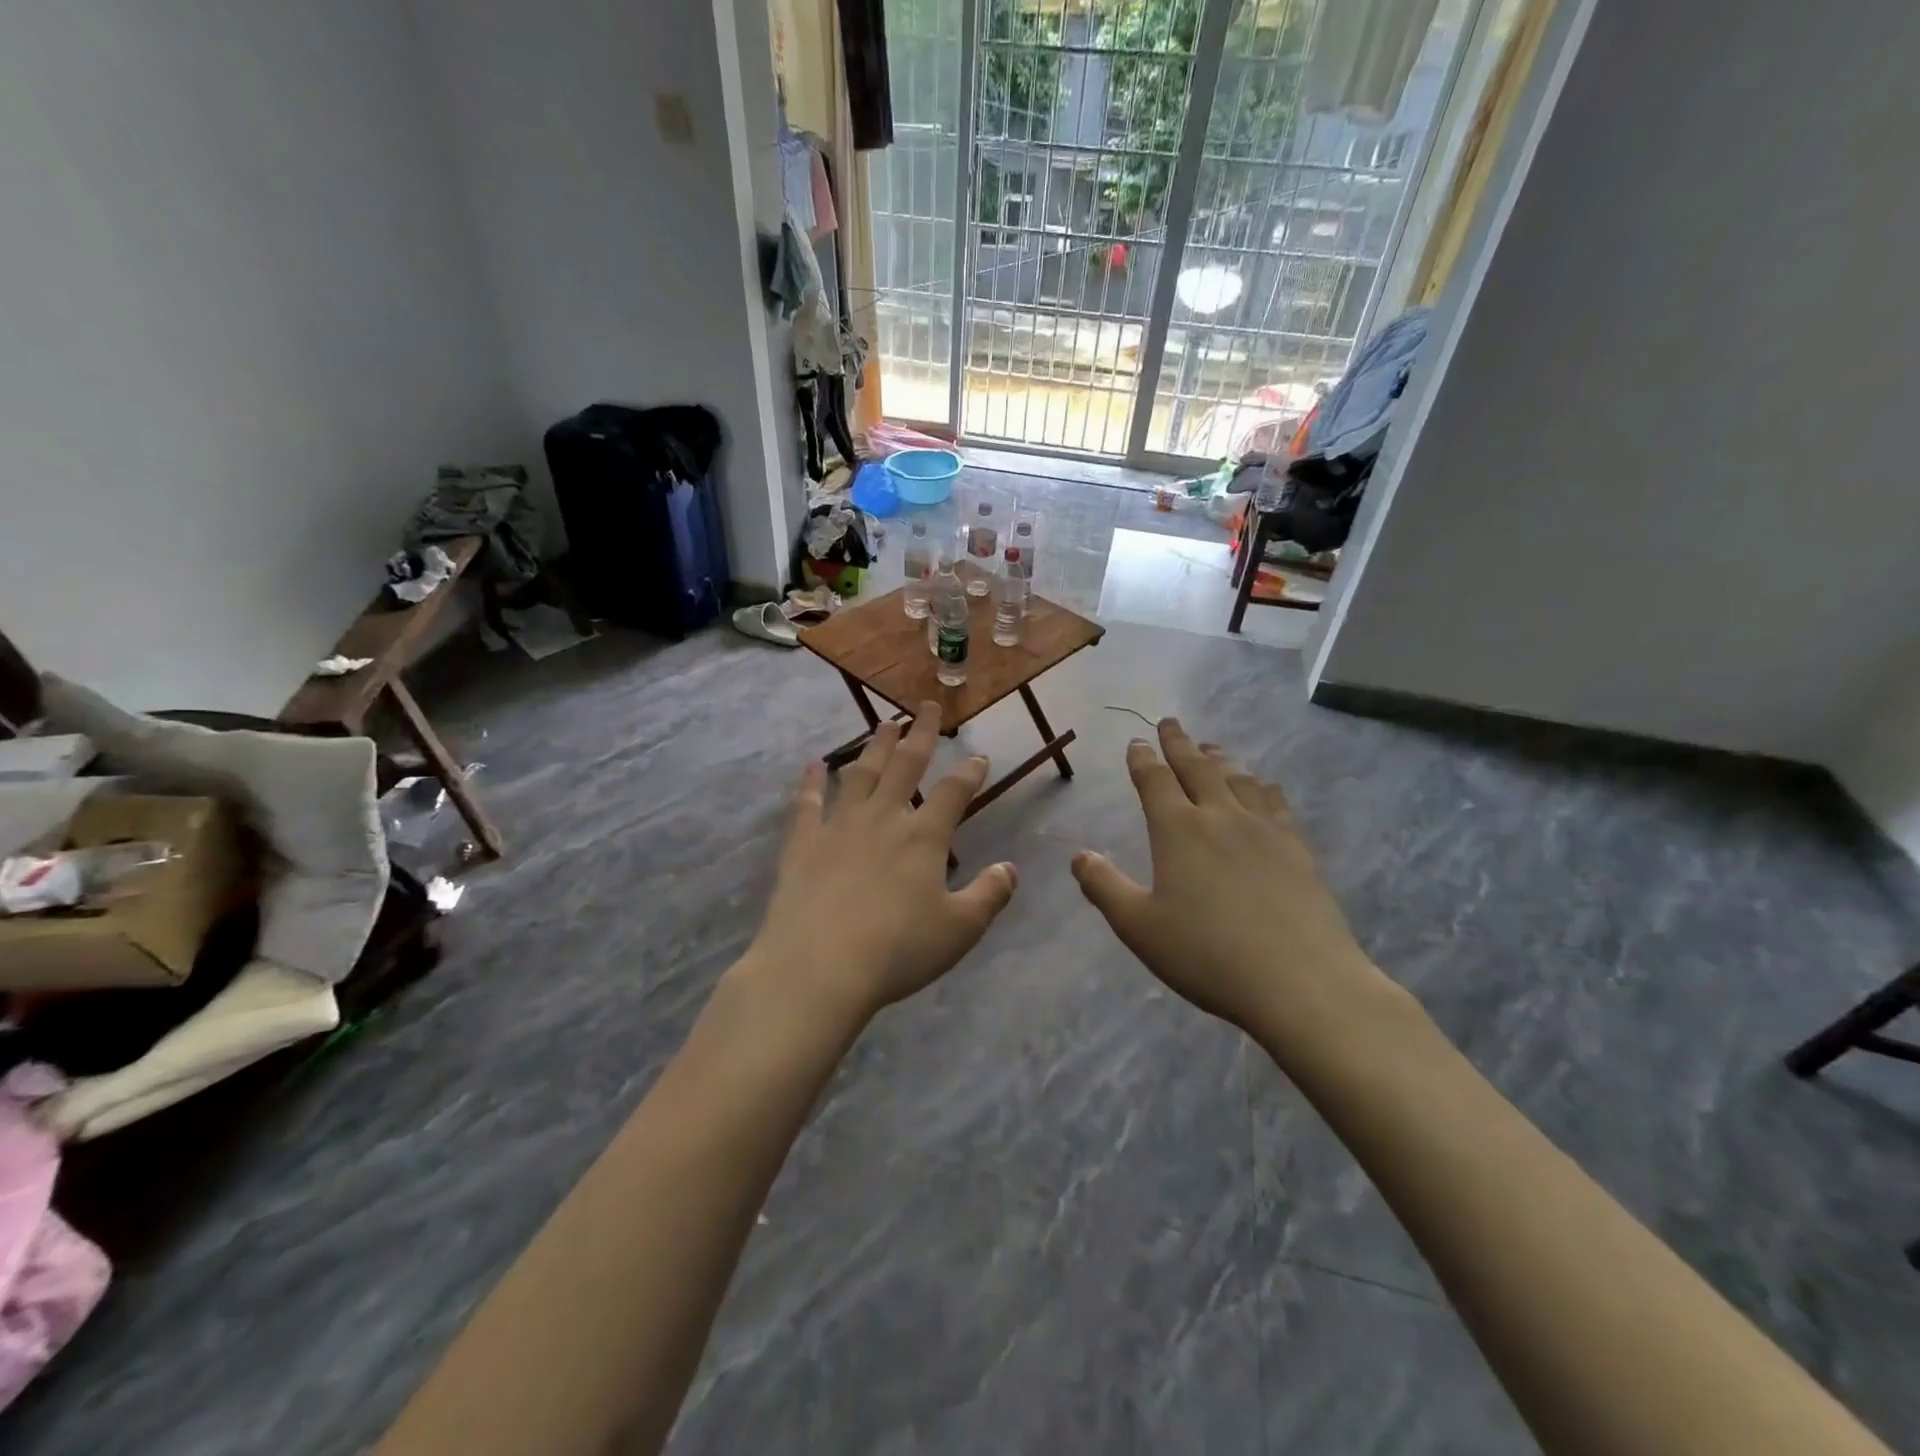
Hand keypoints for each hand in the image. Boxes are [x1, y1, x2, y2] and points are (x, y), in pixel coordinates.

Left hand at [742, 702, 1017, 1023]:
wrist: (819, 967)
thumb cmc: (897, 950)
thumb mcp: (959, 929)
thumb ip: (989, 895)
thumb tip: (1010, 868)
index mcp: (924, 837)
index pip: (953, 793)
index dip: (969, 773)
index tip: (979, 757)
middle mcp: (883, 819)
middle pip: (905, 765)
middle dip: (920, 734)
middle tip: (926, 707)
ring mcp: (839, 827)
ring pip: (861, 774)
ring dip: (874, 746)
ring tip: (884, 723)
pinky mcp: (803, 844)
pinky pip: (808, 803)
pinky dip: (812, 781)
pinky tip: (814, 764)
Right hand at [1071, 719, 1385, 1038]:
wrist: (1299, 980)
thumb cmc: (1207, 954)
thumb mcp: (1139, 927)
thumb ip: (1104, 887)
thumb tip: (1079, 855)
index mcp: (1177, 830)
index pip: (1154, 780)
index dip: (1142, 758)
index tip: (1136, 743)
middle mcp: (1220, 816)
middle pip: (1197, 767)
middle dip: (1179, 743)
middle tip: (1171, 723)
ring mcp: (1263, 828)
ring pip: (1237, 778)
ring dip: (1219, 758)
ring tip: (1211, 748)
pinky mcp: (1296, 847)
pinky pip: (1275, 801)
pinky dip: (1262, 785)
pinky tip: (1263, 786)